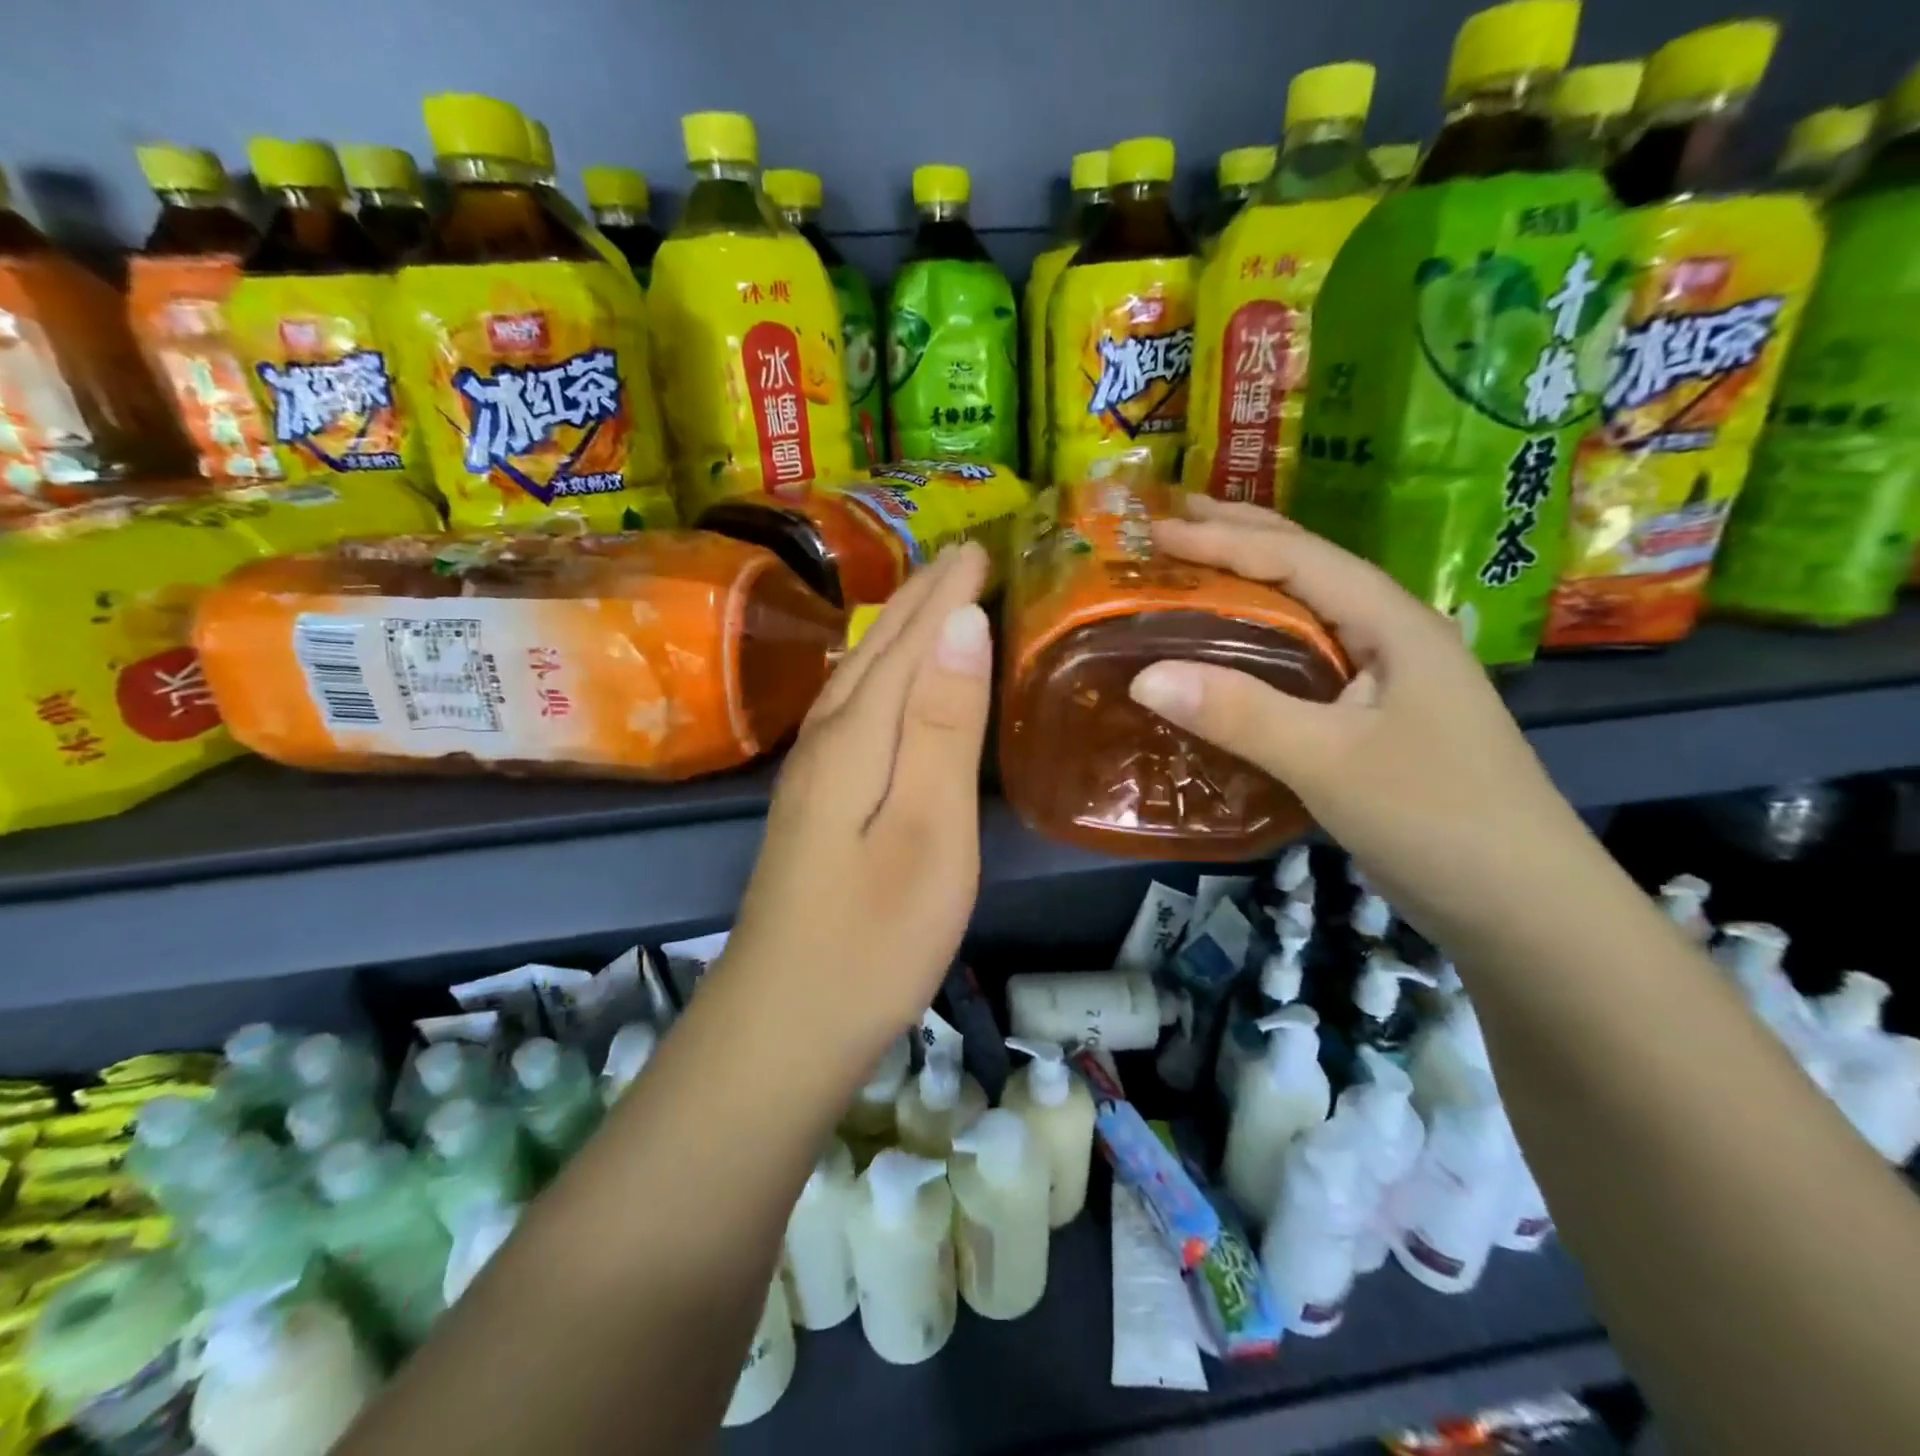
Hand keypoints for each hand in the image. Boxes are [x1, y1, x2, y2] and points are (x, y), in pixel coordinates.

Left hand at [723, 543, 992, 1062]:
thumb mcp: (929, 831)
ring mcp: (813, 775)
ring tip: (929, 601)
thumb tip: (960, 623)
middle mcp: (826, 740)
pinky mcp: (815, 806)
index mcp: (857, 737)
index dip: (946, 593)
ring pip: (858, 679)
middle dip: (920, 598)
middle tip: (961, 556)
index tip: (982, 547)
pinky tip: (882, 684)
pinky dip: (879, 677)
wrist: (782, 1027)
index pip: (909, 642)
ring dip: (896, 632)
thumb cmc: (874, 937)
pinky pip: (852, 711)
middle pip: (877, 651)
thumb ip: (944, 726)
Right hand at [1125, 498, 1593, 938]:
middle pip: (1310, 569)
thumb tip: (1143, 675)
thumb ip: (1241, 714)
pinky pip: (1304, 663)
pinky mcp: (1374, 720)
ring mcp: (1388, 680)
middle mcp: (1394, 636)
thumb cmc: (1437, 819)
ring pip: (1308, 614)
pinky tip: (1233, 654)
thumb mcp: (1331, 762)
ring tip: (1194, 570)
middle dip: (1242, 537)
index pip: (1300, 559)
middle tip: (1172, 521)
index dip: (1225, 540)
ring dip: (1250, 585)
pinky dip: (1259, 644)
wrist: (1523, 907)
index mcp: (1395, 624)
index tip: (1157, 532)